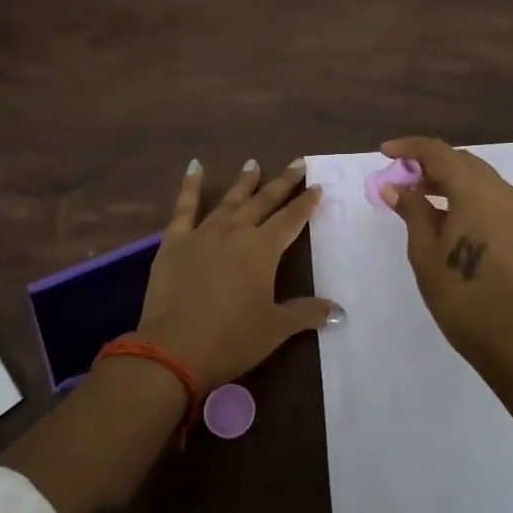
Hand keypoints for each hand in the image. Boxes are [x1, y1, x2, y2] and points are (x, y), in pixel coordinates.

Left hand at [136, 157, 337, 391]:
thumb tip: (339, 311)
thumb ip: (306, 313)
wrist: (173, 350)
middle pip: (264, 201)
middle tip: (297, 163)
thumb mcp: (275, 329)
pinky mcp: (174, 241)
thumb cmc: (231, 340)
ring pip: (229, 200)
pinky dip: (190, 185)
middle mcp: (236, 232)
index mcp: (263, 249)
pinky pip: (184, 207)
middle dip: (283, 182)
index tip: (317, 187)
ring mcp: (203, 233)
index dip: (306, 203)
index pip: (291, 219)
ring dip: (244, 182)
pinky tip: (195, 166)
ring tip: (254, 163)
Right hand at [378, 136, 512, 366]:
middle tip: (400, 178)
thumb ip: (411, 209)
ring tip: (419, 196)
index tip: (385, 152)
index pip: (439, 152)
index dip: (410, 148)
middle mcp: (502, 191)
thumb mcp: (424, 249)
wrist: (506, 335)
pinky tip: (447, 215)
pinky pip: (492, 197)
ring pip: (479, 178)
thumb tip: (394, 186)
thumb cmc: (457, 291)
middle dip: (429, 164)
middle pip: (461, 161)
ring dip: (449, 179)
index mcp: (476, 190)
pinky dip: (467, 196)